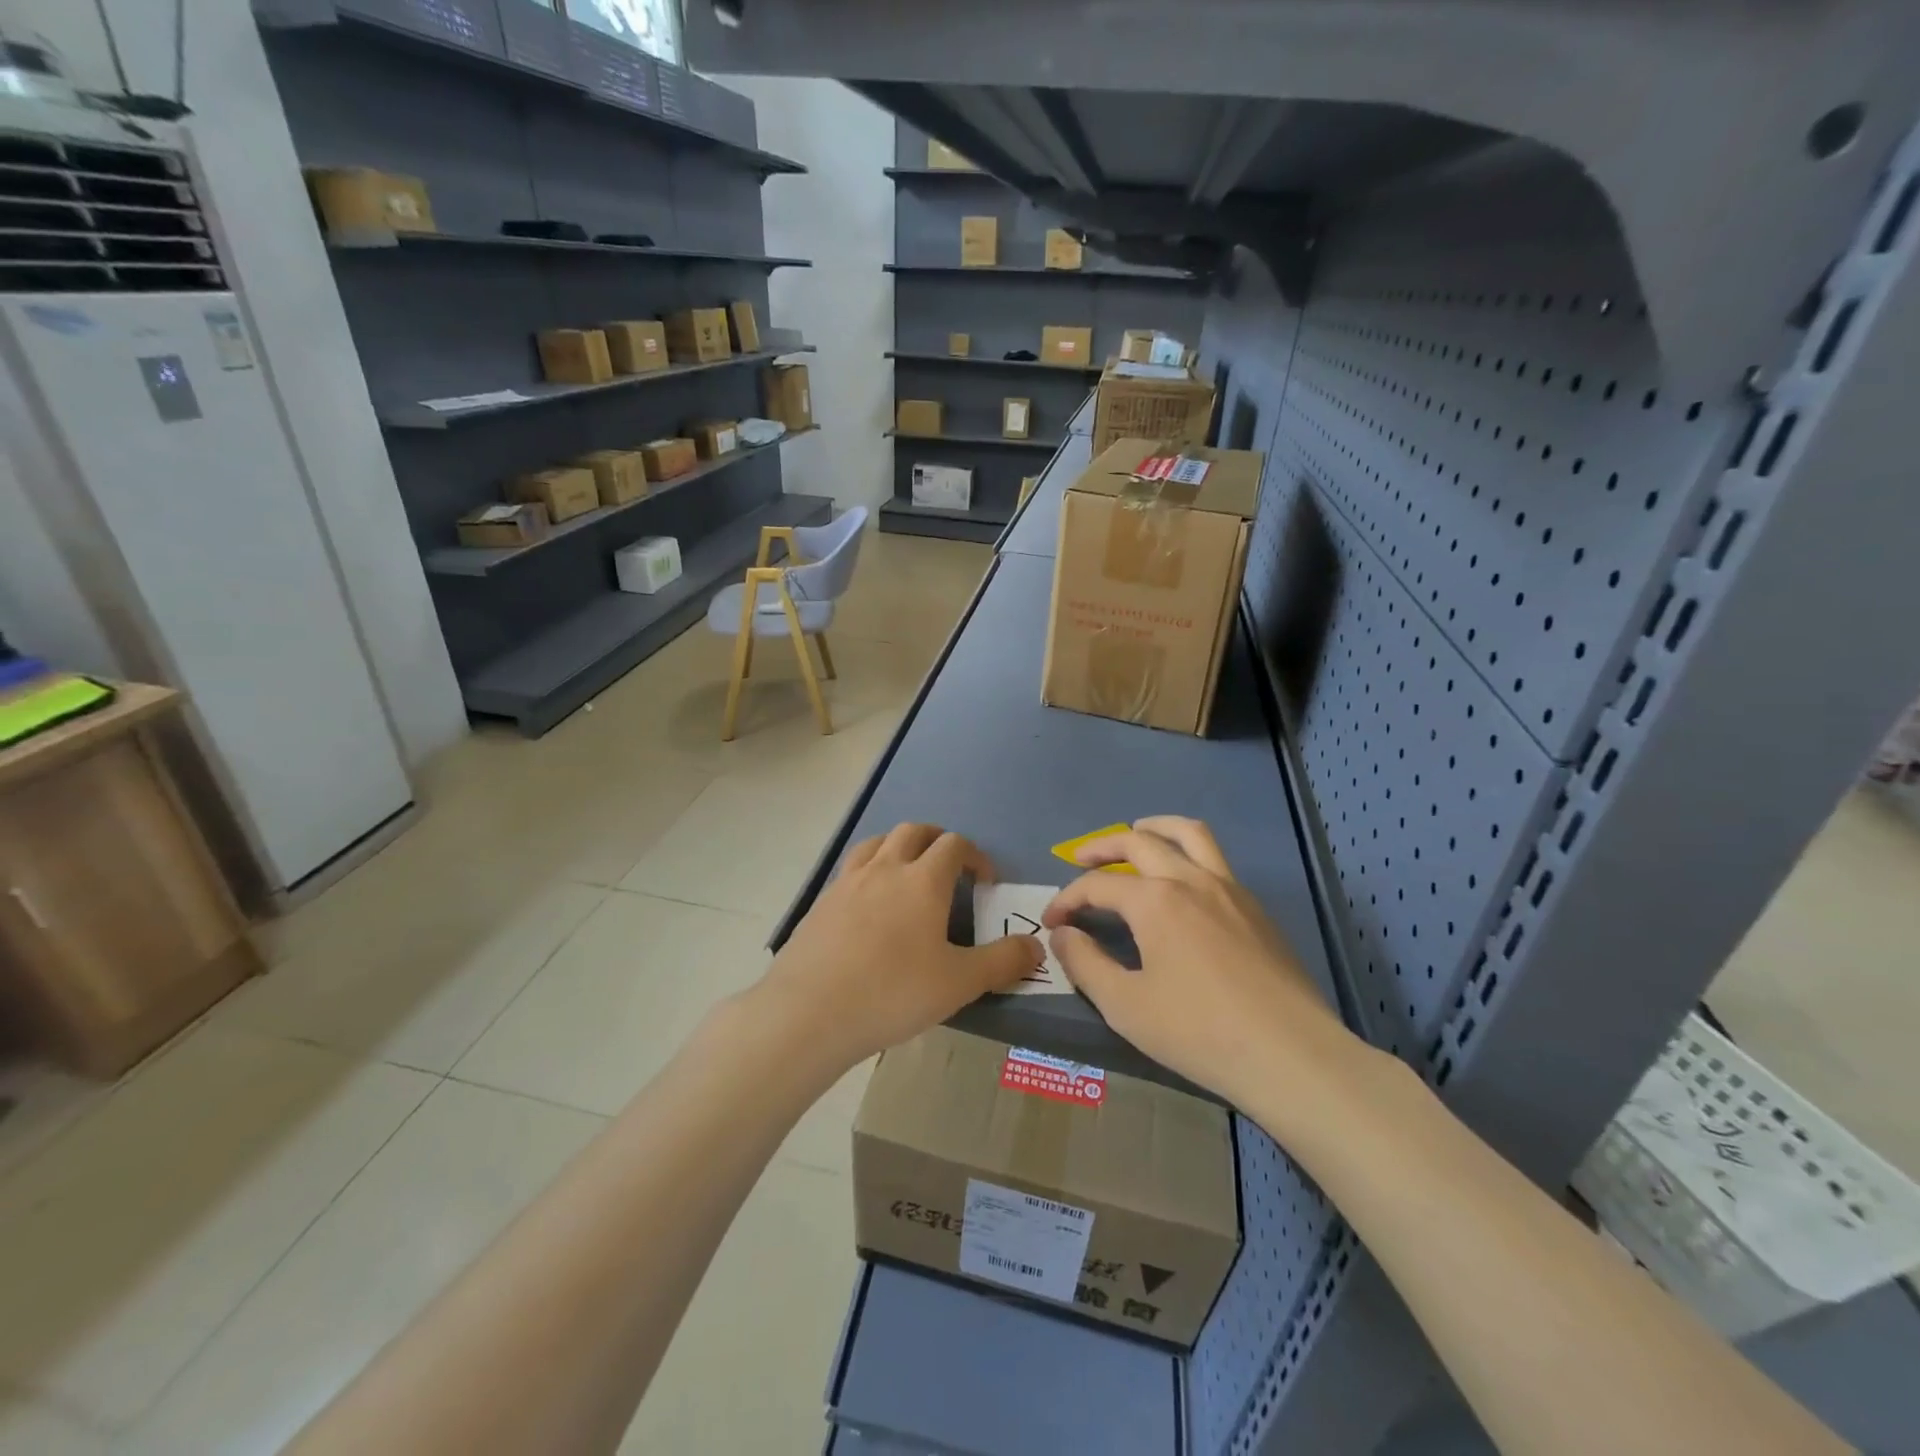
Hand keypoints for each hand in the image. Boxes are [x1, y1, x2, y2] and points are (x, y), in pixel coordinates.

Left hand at [759, 823, 1042, 1068]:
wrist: (810, 1011)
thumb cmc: (893, 992)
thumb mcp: (959, 983)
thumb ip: (1003, 962)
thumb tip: (1037, 946)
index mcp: (923, 880)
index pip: (954, 845)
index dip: (975, 856)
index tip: (986, 880)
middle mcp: (885, 868)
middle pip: (914, 831)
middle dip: (937, 840)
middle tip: (949, 866)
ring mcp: (848, 881)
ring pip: (878, 842)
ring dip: (899, 846)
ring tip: (908, 872)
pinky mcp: (822, 901)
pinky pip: (851, 868)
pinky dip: (869, 870)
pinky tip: (869, 903)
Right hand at [1042, 816, 1357, 1106]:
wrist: (1290, 1055)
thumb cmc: (1199, 1032)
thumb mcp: (1126, 1006)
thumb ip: (1085, 963)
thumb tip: (1062, 934)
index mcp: (1155, 901)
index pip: (1097, 885)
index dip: (1068, 900)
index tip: (1052, 922)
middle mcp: (1190, 880)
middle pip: (1138, 842)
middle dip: (1102, 847)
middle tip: (1080, 860)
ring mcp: (1229, 889)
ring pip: (1189, 834)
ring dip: (1155, 828)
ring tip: (1136, 833)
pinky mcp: (1255, 907)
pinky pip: (1215, 859)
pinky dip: (1188, 853)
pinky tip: (1181, 883)